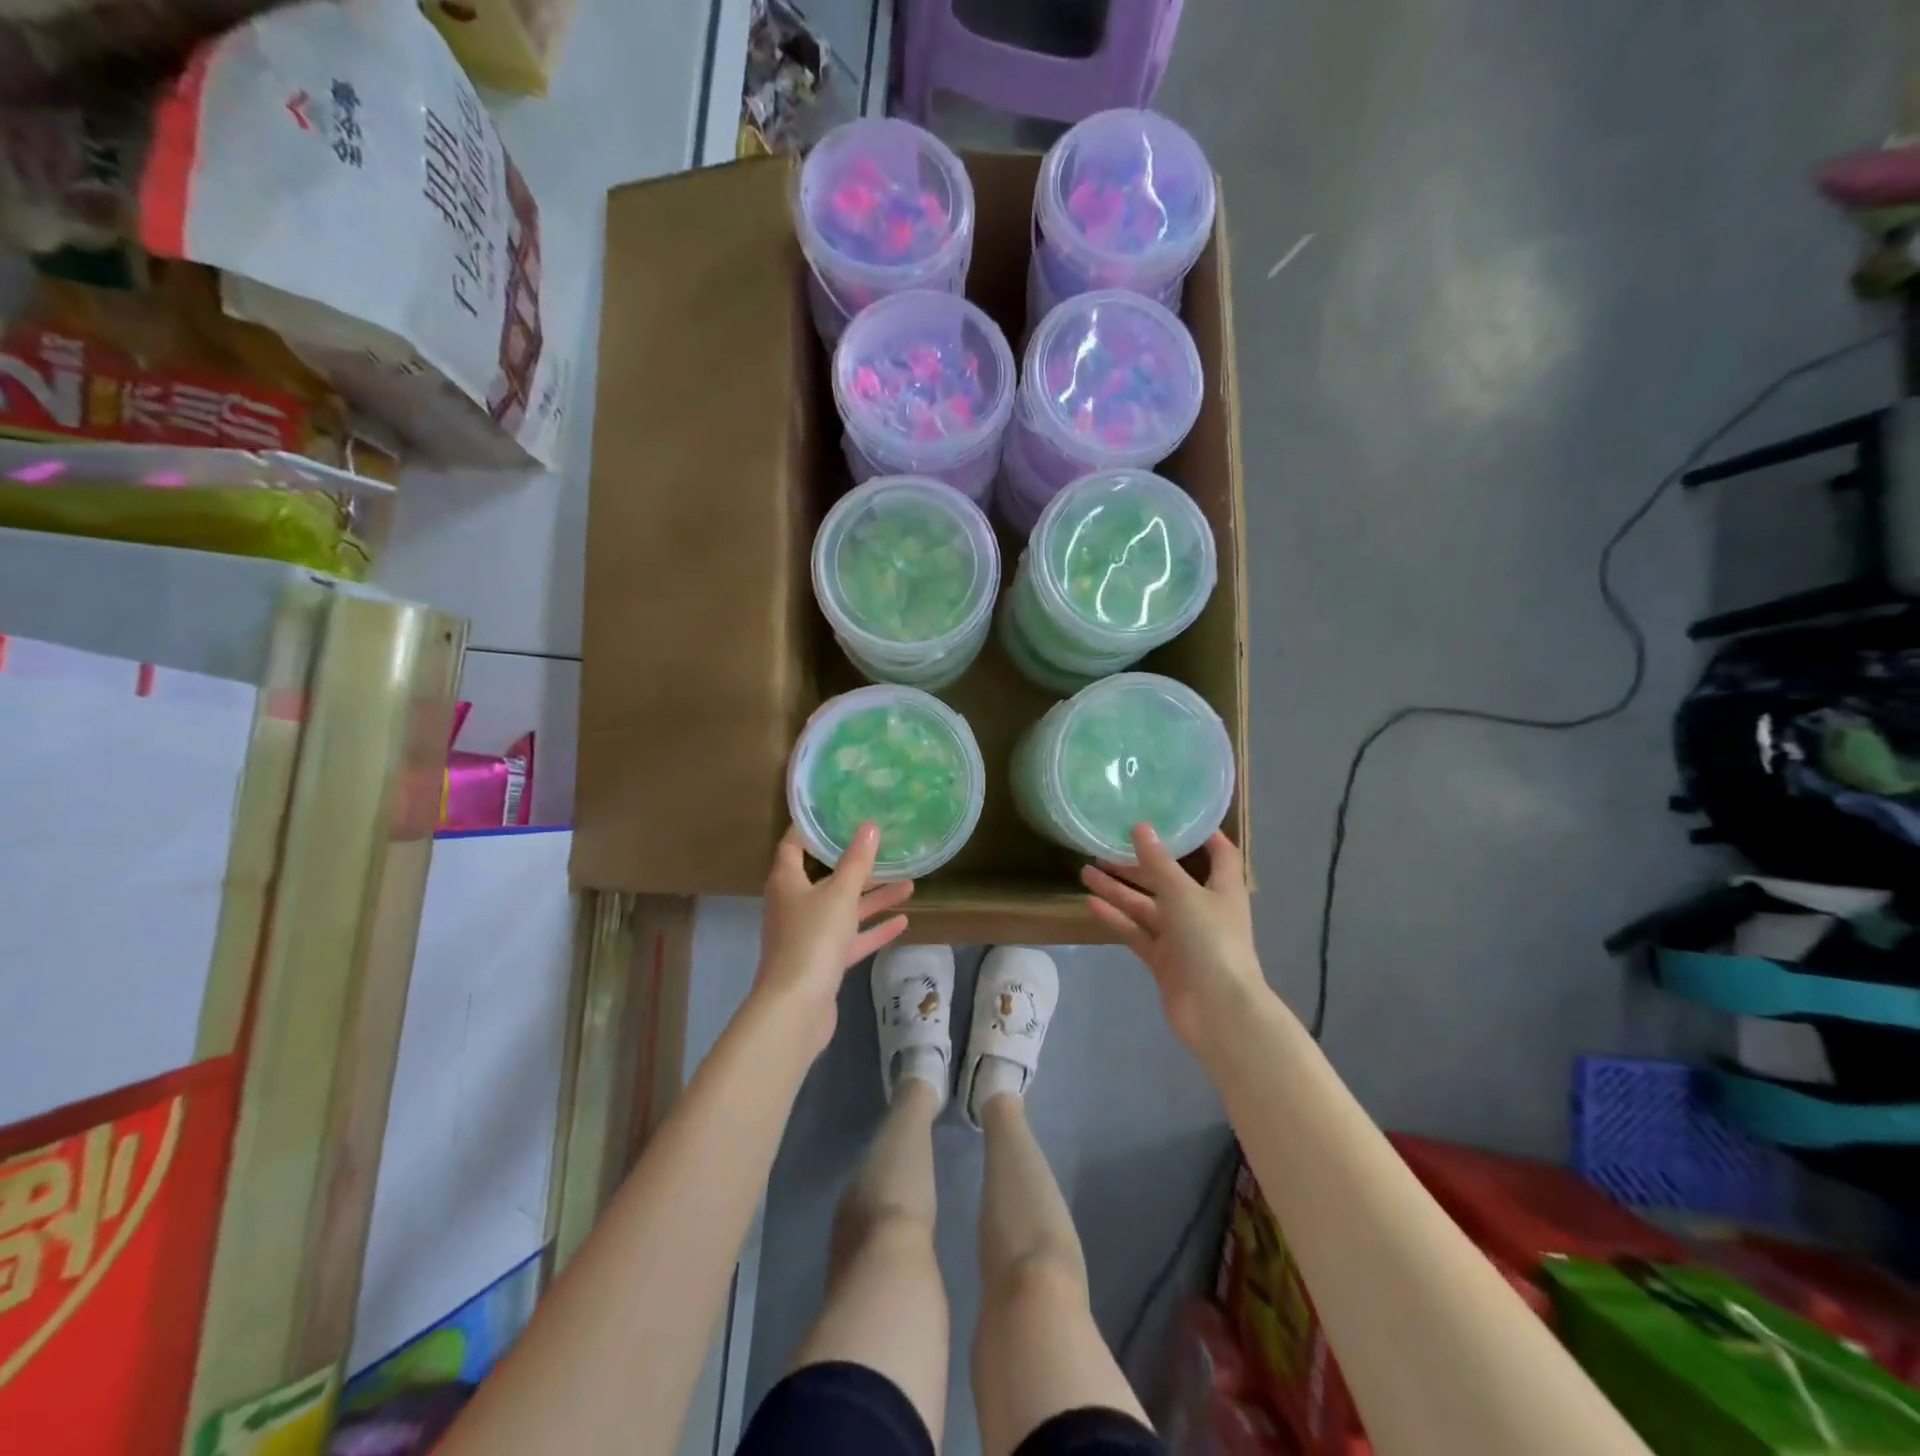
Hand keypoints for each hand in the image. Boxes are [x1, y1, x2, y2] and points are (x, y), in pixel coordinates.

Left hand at [756, 824, 913, 1054]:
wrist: (795, 1008)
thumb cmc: (812, 939)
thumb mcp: (840, 894)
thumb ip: (857, 861)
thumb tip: (869, 826)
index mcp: (788, 882)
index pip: (794, 845)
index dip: (812, 828)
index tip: (837, 812)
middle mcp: (794, 905)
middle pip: (825, 878)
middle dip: (855, 865)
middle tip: (884, 847)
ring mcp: (808, 935)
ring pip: (844, 909)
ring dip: (873, 898)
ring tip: (909, 883)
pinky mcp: (823, 961)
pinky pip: (851, 938)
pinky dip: (873, 929)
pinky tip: (902, 921)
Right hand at [1082, 827, 1265, 1052]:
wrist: (1218, 1012)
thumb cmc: (1210, 941)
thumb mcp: (1183, 894)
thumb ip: (1159, 862)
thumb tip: (1140, 826)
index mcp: (1222, 888)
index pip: (1218, 853)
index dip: (1200, 834)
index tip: (1172, 814)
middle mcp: (1203, 909)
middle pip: (1169, 878)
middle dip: (1139, 862)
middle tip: (1106, 844)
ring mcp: (1182, 937)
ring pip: (1146, 906)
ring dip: (1119, 889)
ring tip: (1085, 871)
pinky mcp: (1164, 960)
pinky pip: (1136, 933)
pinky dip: (1116, 919)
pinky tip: (1090, 904)